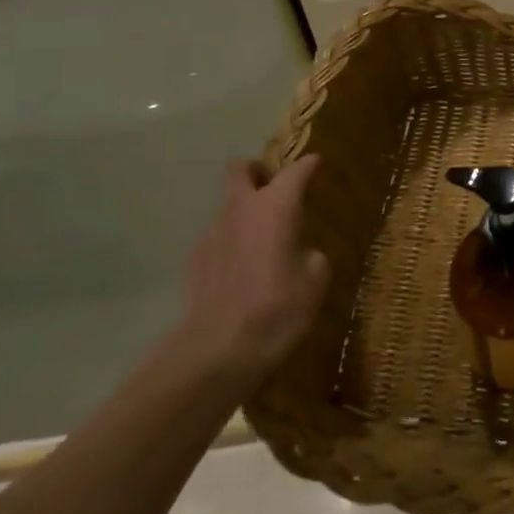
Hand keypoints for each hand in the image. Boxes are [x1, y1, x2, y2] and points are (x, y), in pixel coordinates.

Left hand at [171, 154, 331, 400]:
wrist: (218, 350)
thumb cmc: (278, 308)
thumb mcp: (316, 279)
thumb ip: (310, 252)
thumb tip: (301, 251)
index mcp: (276, 207)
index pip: (295, 170)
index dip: (309, 164)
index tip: (317, 164)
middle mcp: (240, 209)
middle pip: (241, 169)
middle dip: (258, 171)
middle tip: (276, 189)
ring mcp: (212, 232)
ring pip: (229, 204)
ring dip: (247, 211)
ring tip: (265, 240)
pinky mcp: (195, 258)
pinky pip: (220, 235)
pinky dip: (234, 241)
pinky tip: (245, 270)